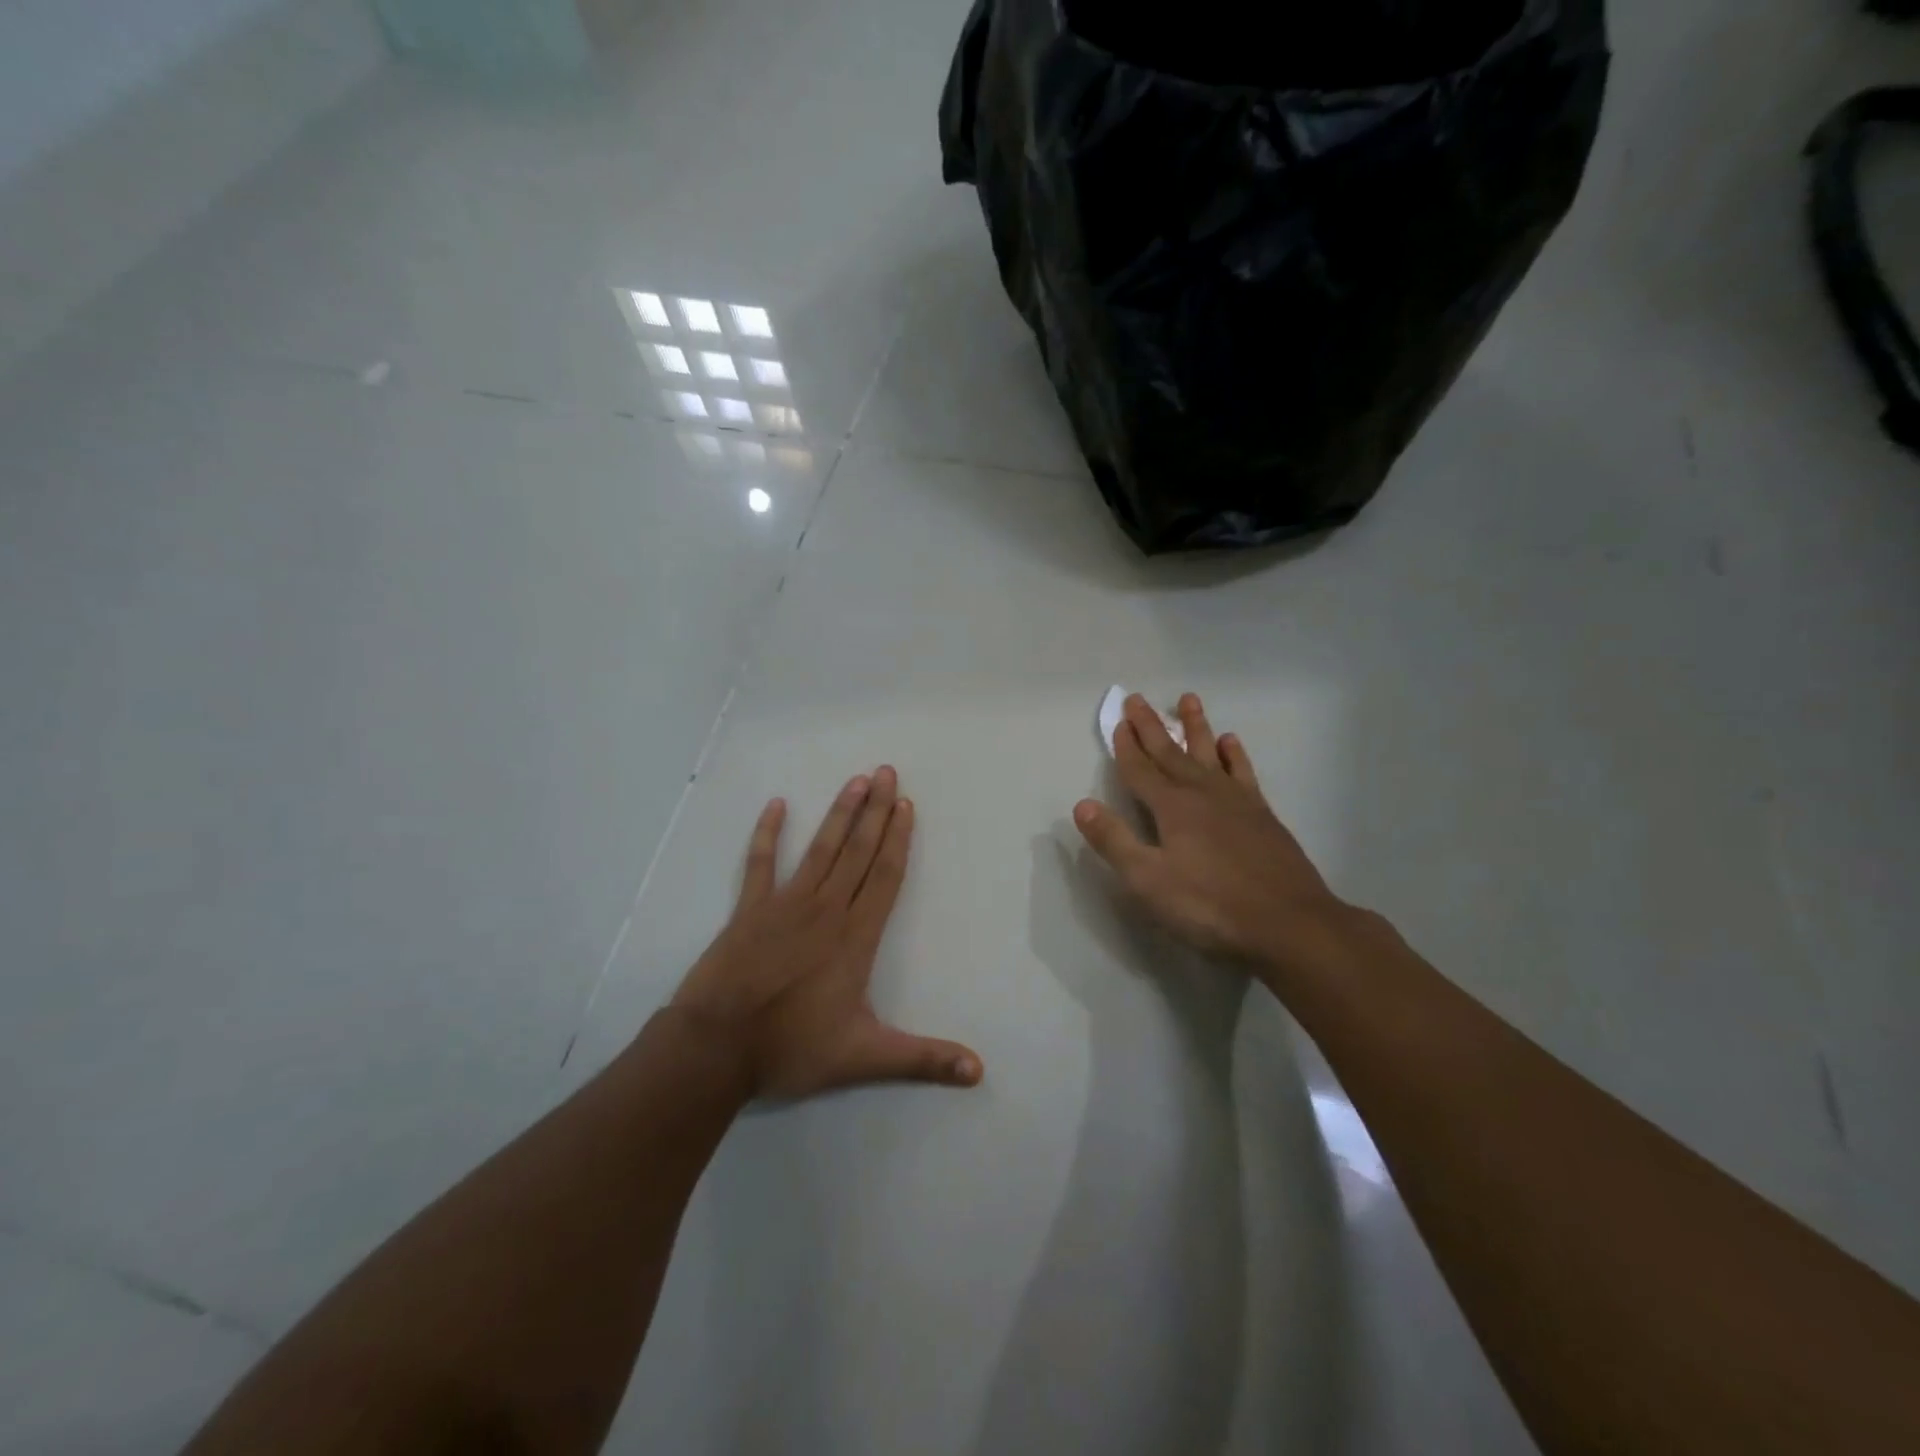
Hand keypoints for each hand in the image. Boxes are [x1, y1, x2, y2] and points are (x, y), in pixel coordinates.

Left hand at [671, 767, 982, 1098]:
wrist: (716, 1048)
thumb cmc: (791, 1048)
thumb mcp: (864, 1057)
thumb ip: (922, 1060)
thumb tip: (979, 1071)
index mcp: (855, 937)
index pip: (884, 877)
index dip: (898, 839)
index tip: (906, 804)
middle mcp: (825, 910)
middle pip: (857, 852)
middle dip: (874, 811)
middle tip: (886, 772)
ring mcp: (784, 905)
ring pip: (820, 849)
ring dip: (839, 814)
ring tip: (854, 780)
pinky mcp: (749, 910)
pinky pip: (760, 864)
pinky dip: (768, 834)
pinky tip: (776, 805)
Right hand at [1073, 693, 1352, 974]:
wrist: (1289, 923)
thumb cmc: (1210, 905)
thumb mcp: (1148, 881)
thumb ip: (1114, 841)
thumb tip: (1083, 804)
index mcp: (1172, 808)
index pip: (1141, 770)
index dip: (1126, 747)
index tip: (1118, 721)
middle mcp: (1202, 794)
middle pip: (1170, 754)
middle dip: (1151, 727)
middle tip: (1138, 699)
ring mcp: (1236, 802)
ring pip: (1208, 754)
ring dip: (1195, 728)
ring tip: (1188, 700)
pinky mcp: (1262, 815)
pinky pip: (1242, 773)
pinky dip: (1233, 755)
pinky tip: (1230, 743)